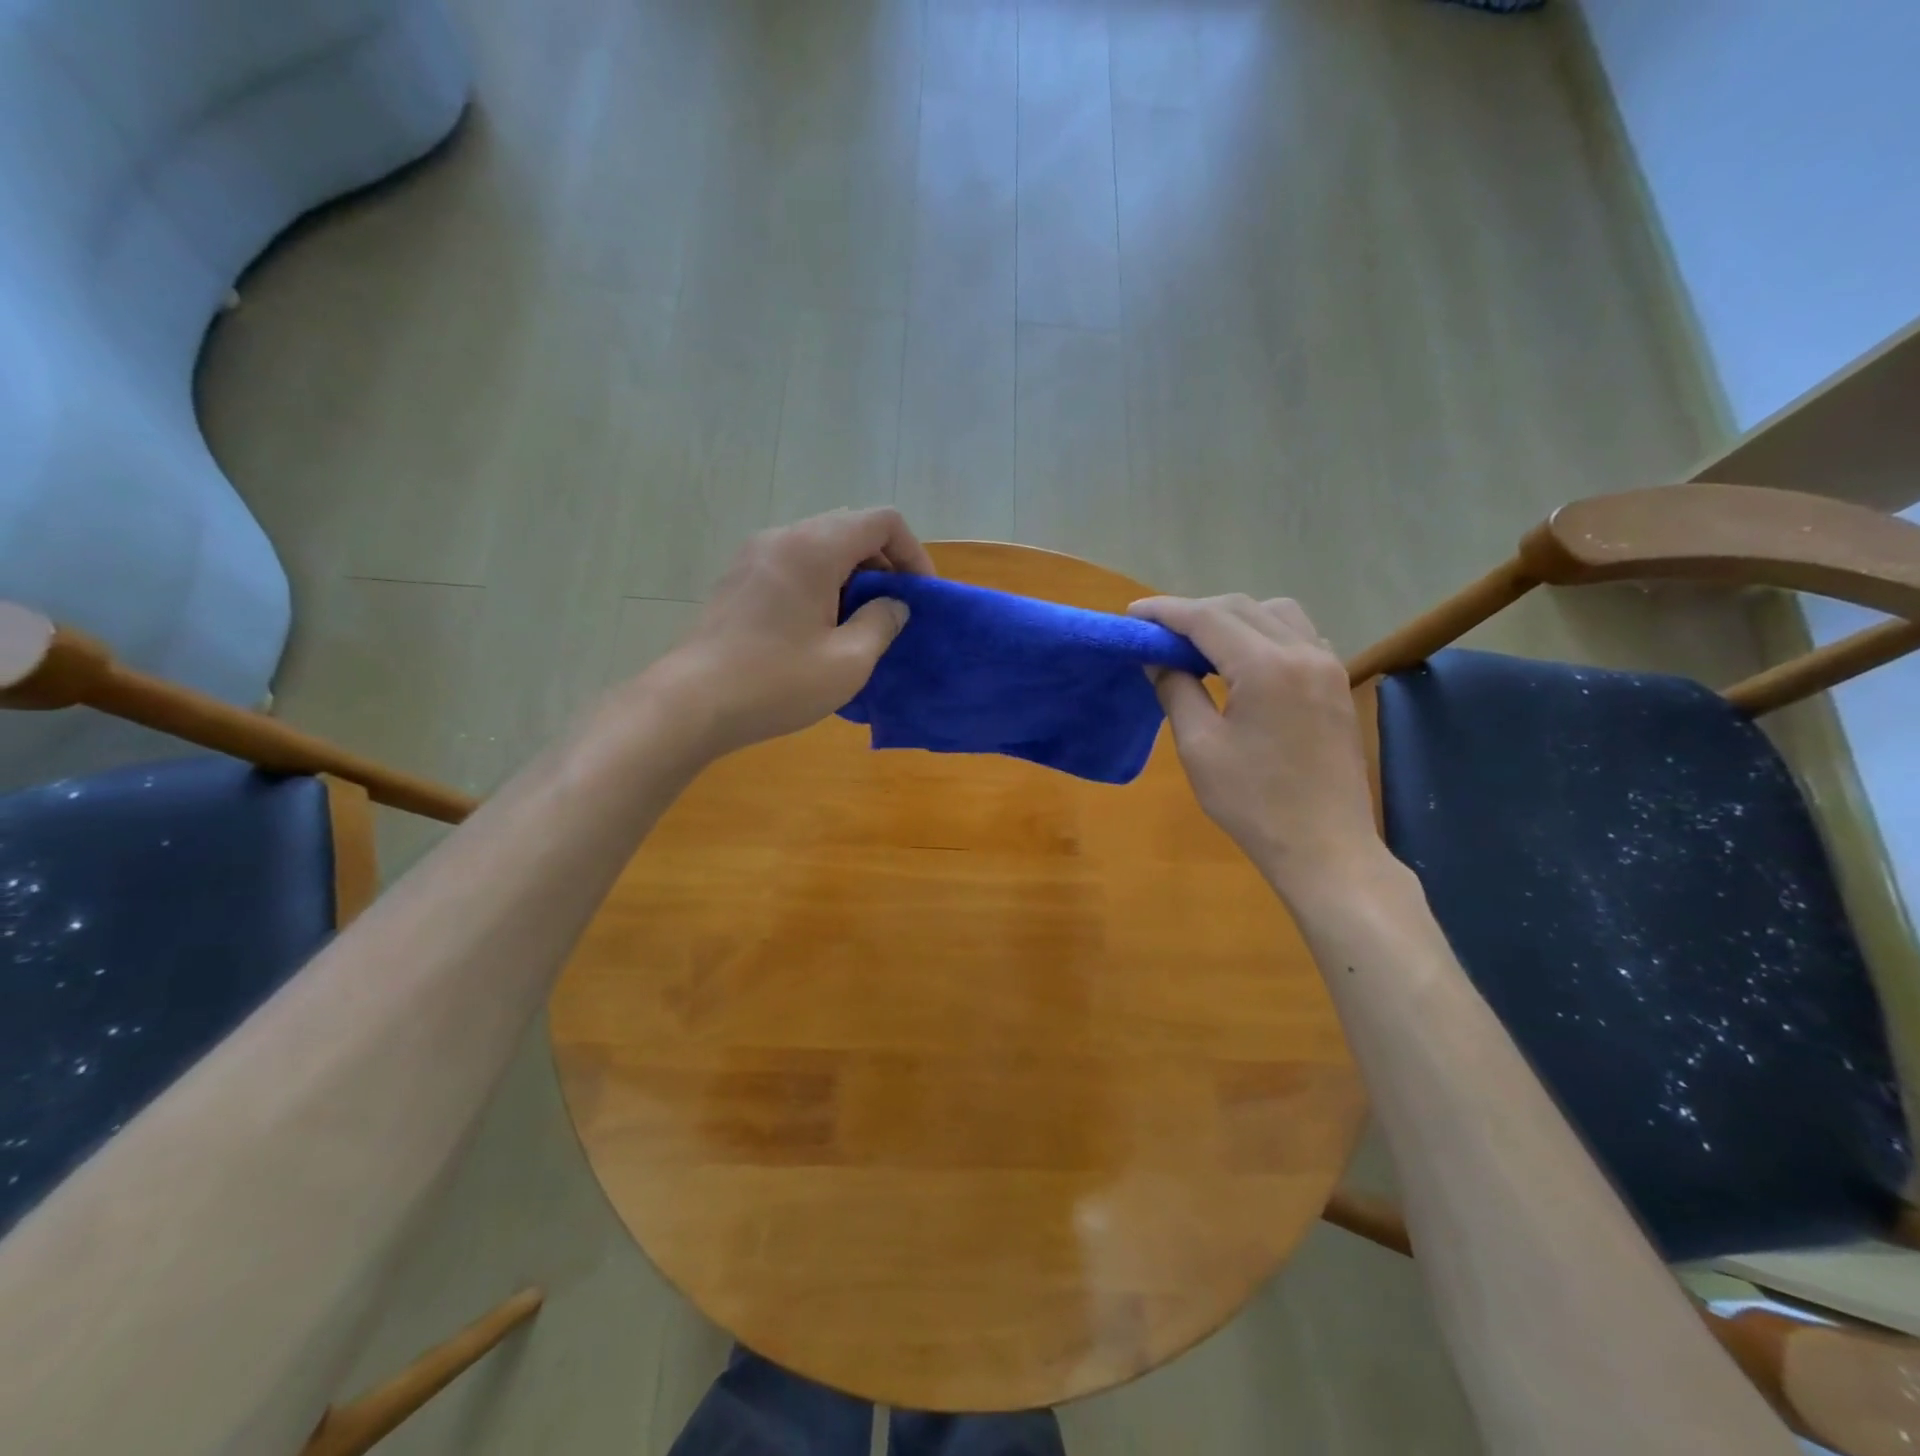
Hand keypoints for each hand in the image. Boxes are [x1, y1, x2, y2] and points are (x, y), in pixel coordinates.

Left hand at [651, 508, 934, 758]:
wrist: (691, 703)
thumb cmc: (777, 682)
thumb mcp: (848, 661)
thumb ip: (882, 623)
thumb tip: (893, 604)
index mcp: (814, 548)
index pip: (882, 520)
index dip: (912, 553)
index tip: (918, 595)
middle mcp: (783, 537)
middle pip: (850, 528)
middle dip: (882, 564)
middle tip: (892, 611)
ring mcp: (754, 555)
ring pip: (820, 546)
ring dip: (851, 575)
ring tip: (858, 624)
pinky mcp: (738, 579)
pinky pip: (793, 564)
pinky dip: (820, 583)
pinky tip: (818, 628)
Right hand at [1128, 594, 1380, 897]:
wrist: (1324, 847)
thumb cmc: (1253, 803)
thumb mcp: (1200, 747)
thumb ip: (1176, 690)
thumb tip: (1157, 657)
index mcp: (1267, 667)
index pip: (1207, 619)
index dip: (1165, 612)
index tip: (1132, 615)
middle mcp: (1303, 653)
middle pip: (1242, 608)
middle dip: (1195, 612)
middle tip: (1157, 633)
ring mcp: (1327, 666)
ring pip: (1276, 613)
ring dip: (1233, 618)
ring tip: (1201, 645)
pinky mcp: (1336, 684)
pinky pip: (1299, 636)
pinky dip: (1265, 633)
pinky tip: (1245, 662)